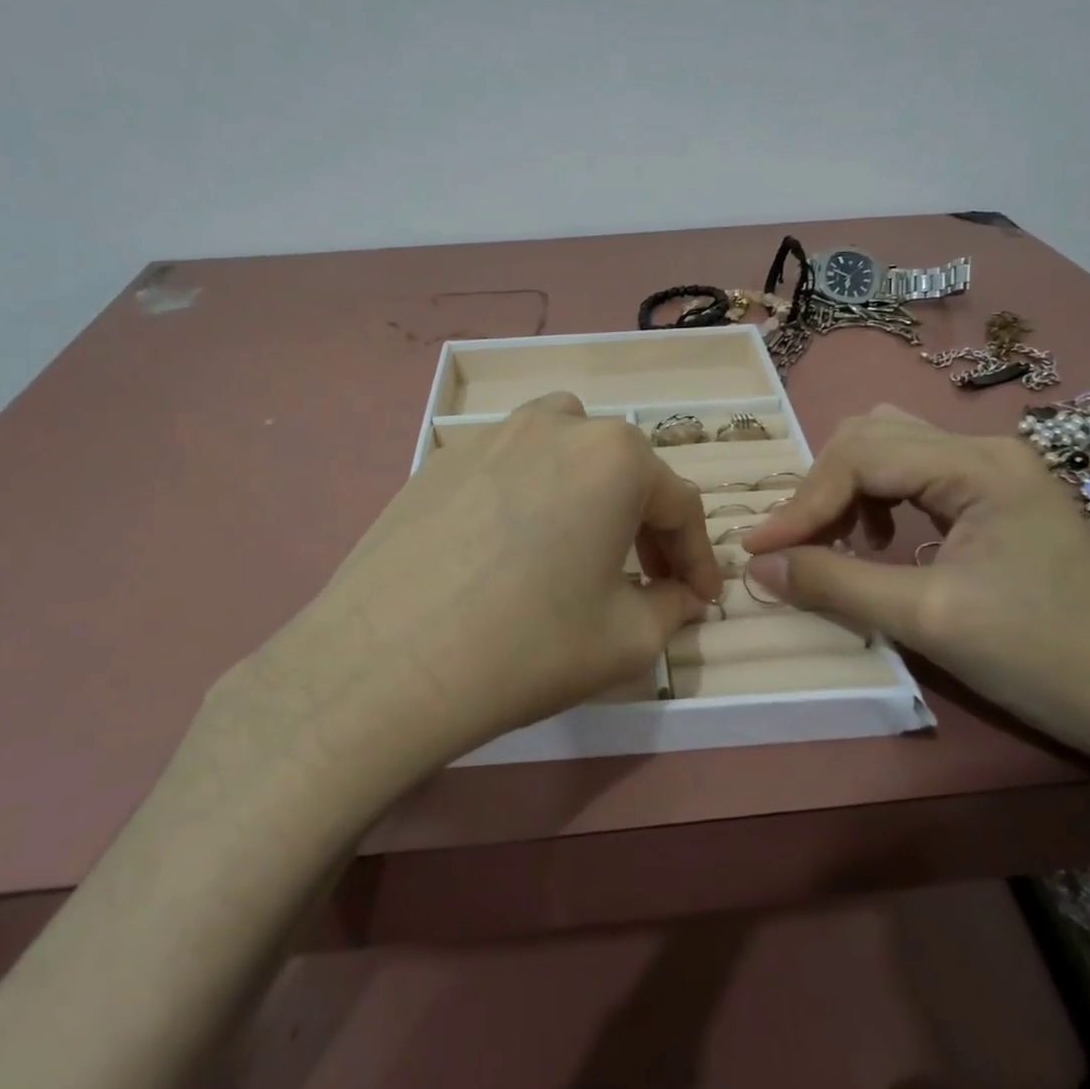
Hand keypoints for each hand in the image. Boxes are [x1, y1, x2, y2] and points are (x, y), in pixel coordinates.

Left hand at [214, 393, 722, 788]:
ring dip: (587, 491)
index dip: (698, 557)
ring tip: (580, 544)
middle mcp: (557, 425)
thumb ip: (673, 608)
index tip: (703, 599)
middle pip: (623, 470)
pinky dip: (530, 496)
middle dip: (646, 525)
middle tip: (647, 579)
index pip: (679, 504)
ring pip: (564, 450)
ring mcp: (490, 435)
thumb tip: (682, 596)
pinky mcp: (440, 459)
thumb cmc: (529, 646)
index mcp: (615, 456)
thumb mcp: (627, 640)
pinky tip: (510, 548)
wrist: (386, 663)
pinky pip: (507, 466)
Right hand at [741, 404, 1089, 774]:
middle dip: (823, 487)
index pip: (862, 457)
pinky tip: (877, 542)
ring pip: (891, 448)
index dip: (803, 502)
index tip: (759, 548)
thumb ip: (835, 583)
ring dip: (848, 488)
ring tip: (833, 541)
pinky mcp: (996, 496)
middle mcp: (985, 450)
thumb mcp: (929, 619)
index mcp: (978, 466)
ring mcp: (994, 470)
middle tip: (796, 543)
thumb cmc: (1044, 658)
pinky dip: (877, 499)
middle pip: (872, 435)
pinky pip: (915, 474)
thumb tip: (758, 565)